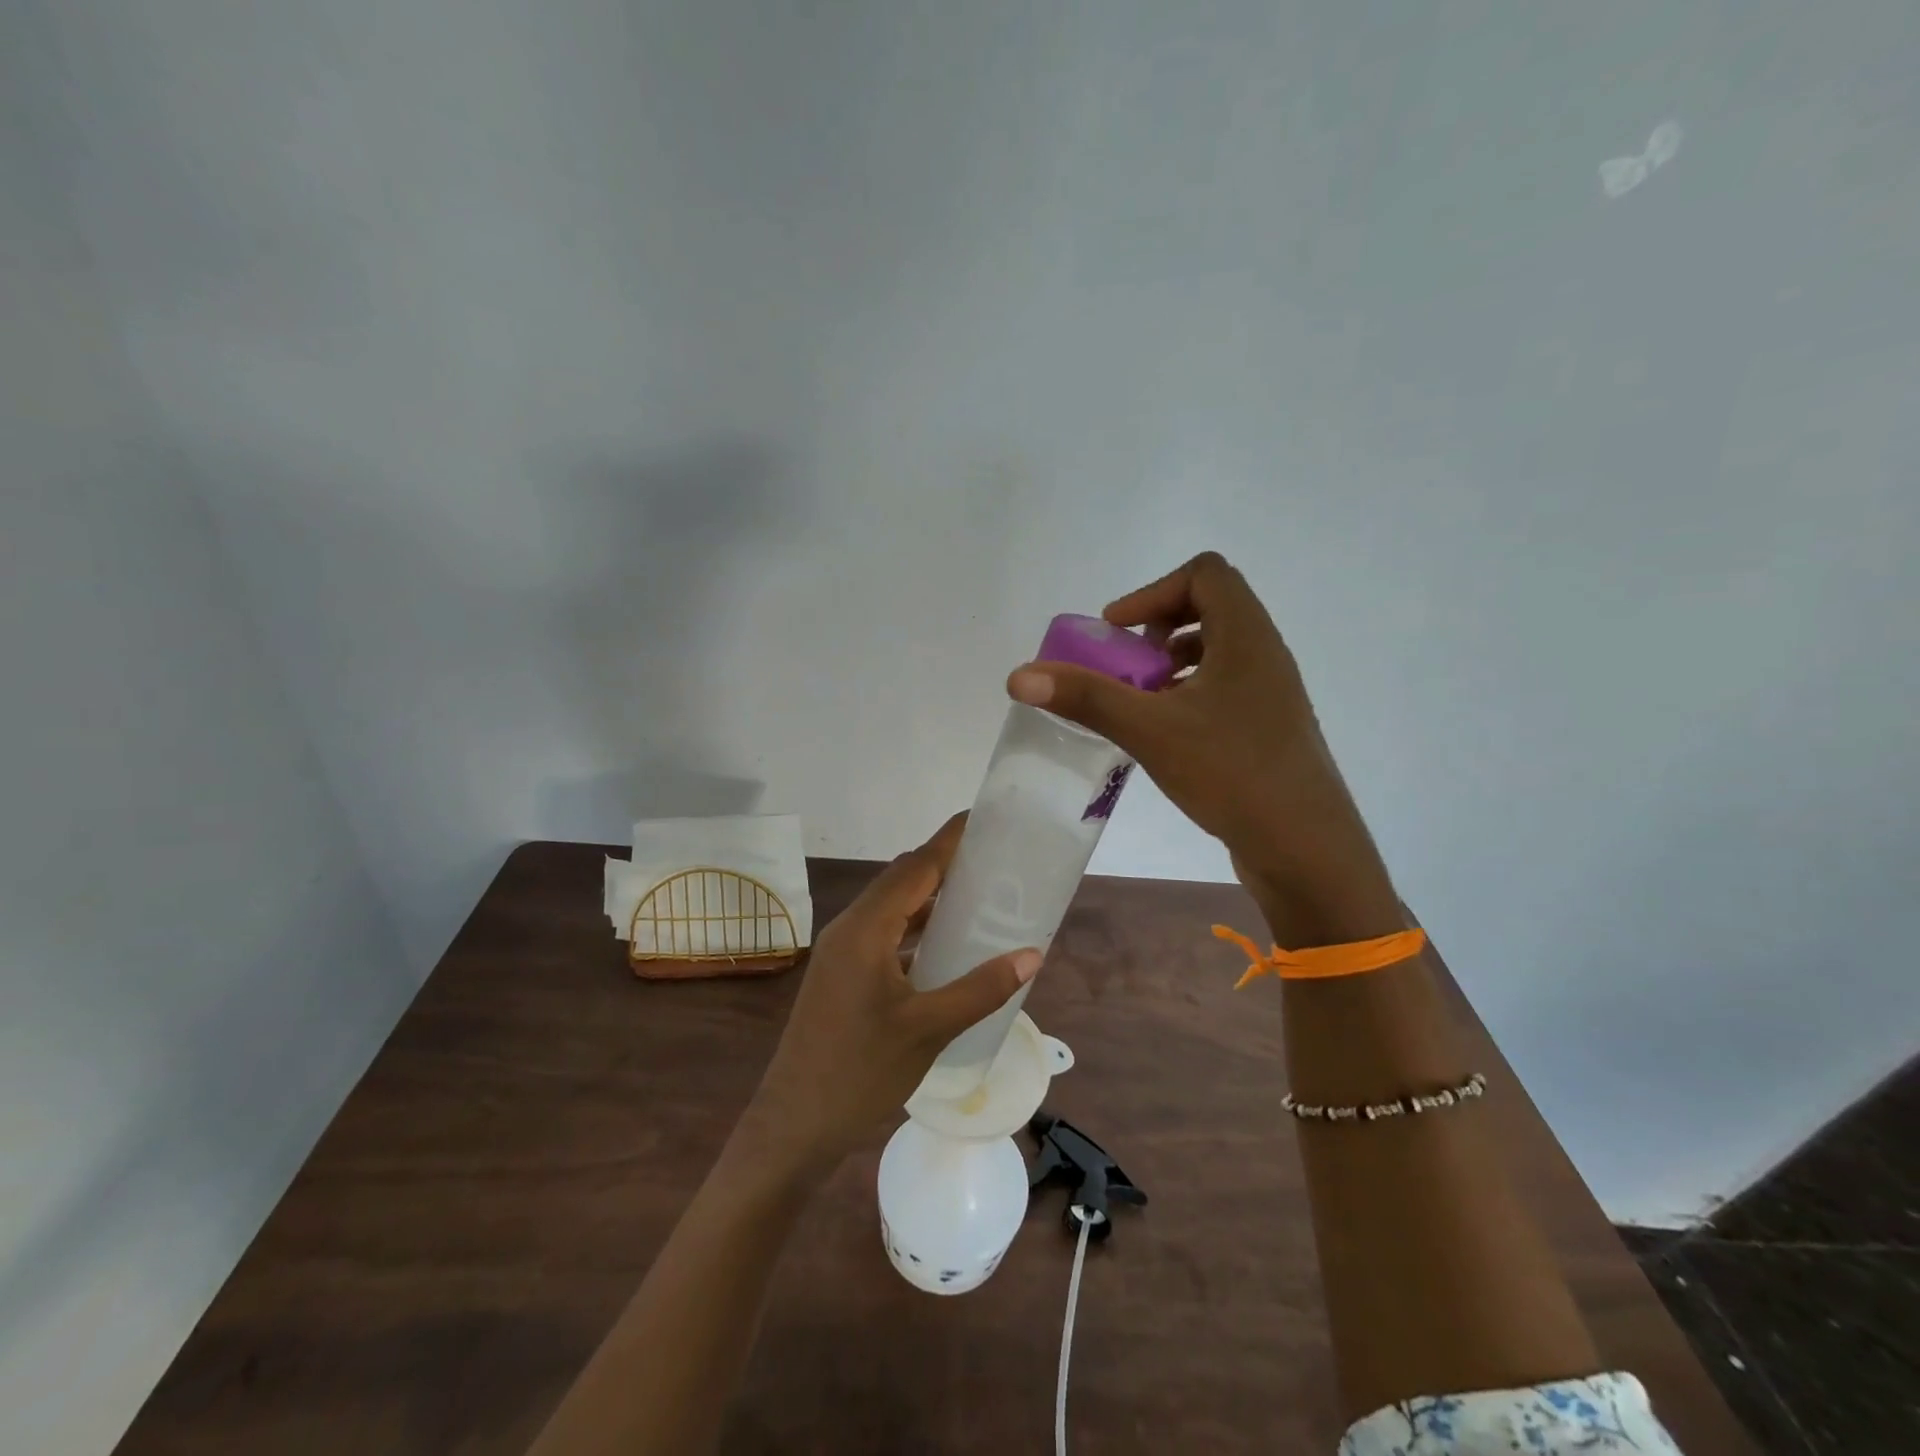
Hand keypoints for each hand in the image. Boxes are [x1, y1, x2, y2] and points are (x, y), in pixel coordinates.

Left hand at [747, 815, 1039, 1170]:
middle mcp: (849, 928)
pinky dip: (913, 926)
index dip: (949, 841)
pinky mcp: (839, 974)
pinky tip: (942, 944)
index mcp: (866, 929)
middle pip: (901, 880)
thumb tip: (1032, 954)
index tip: (983, 820)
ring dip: (928, 896)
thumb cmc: (860, 1073)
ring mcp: (840, 952)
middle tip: (991, 862)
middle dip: (943, 864)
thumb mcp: (929, 1029)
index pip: (915, 867)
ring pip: (890, 907)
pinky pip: (882, 932)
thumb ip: (981, 988)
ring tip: (976, 895)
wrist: (794, 1125)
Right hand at [1007, 552, 1402, 945]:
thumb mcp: (1150, 730)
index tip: (1118, 632)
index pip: (1205, 573)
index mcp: (1247, 637)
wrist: (1306, 850)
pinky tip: (1164, 735)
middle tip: (1128, 665)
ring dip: (1173, 664)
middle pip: (1212, 607)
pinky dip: (1188, 694)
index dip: (1153, 591)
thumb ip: (1086, 698)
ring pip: (1218, 651)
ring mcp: (1271, 694)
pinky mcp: (1268, 729)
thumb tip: (1019, 675)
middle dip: (1159, 628)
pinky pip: (1224, 689)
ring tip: (1141, 701)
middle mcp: (1265, 655)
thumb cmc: (1233, 773)